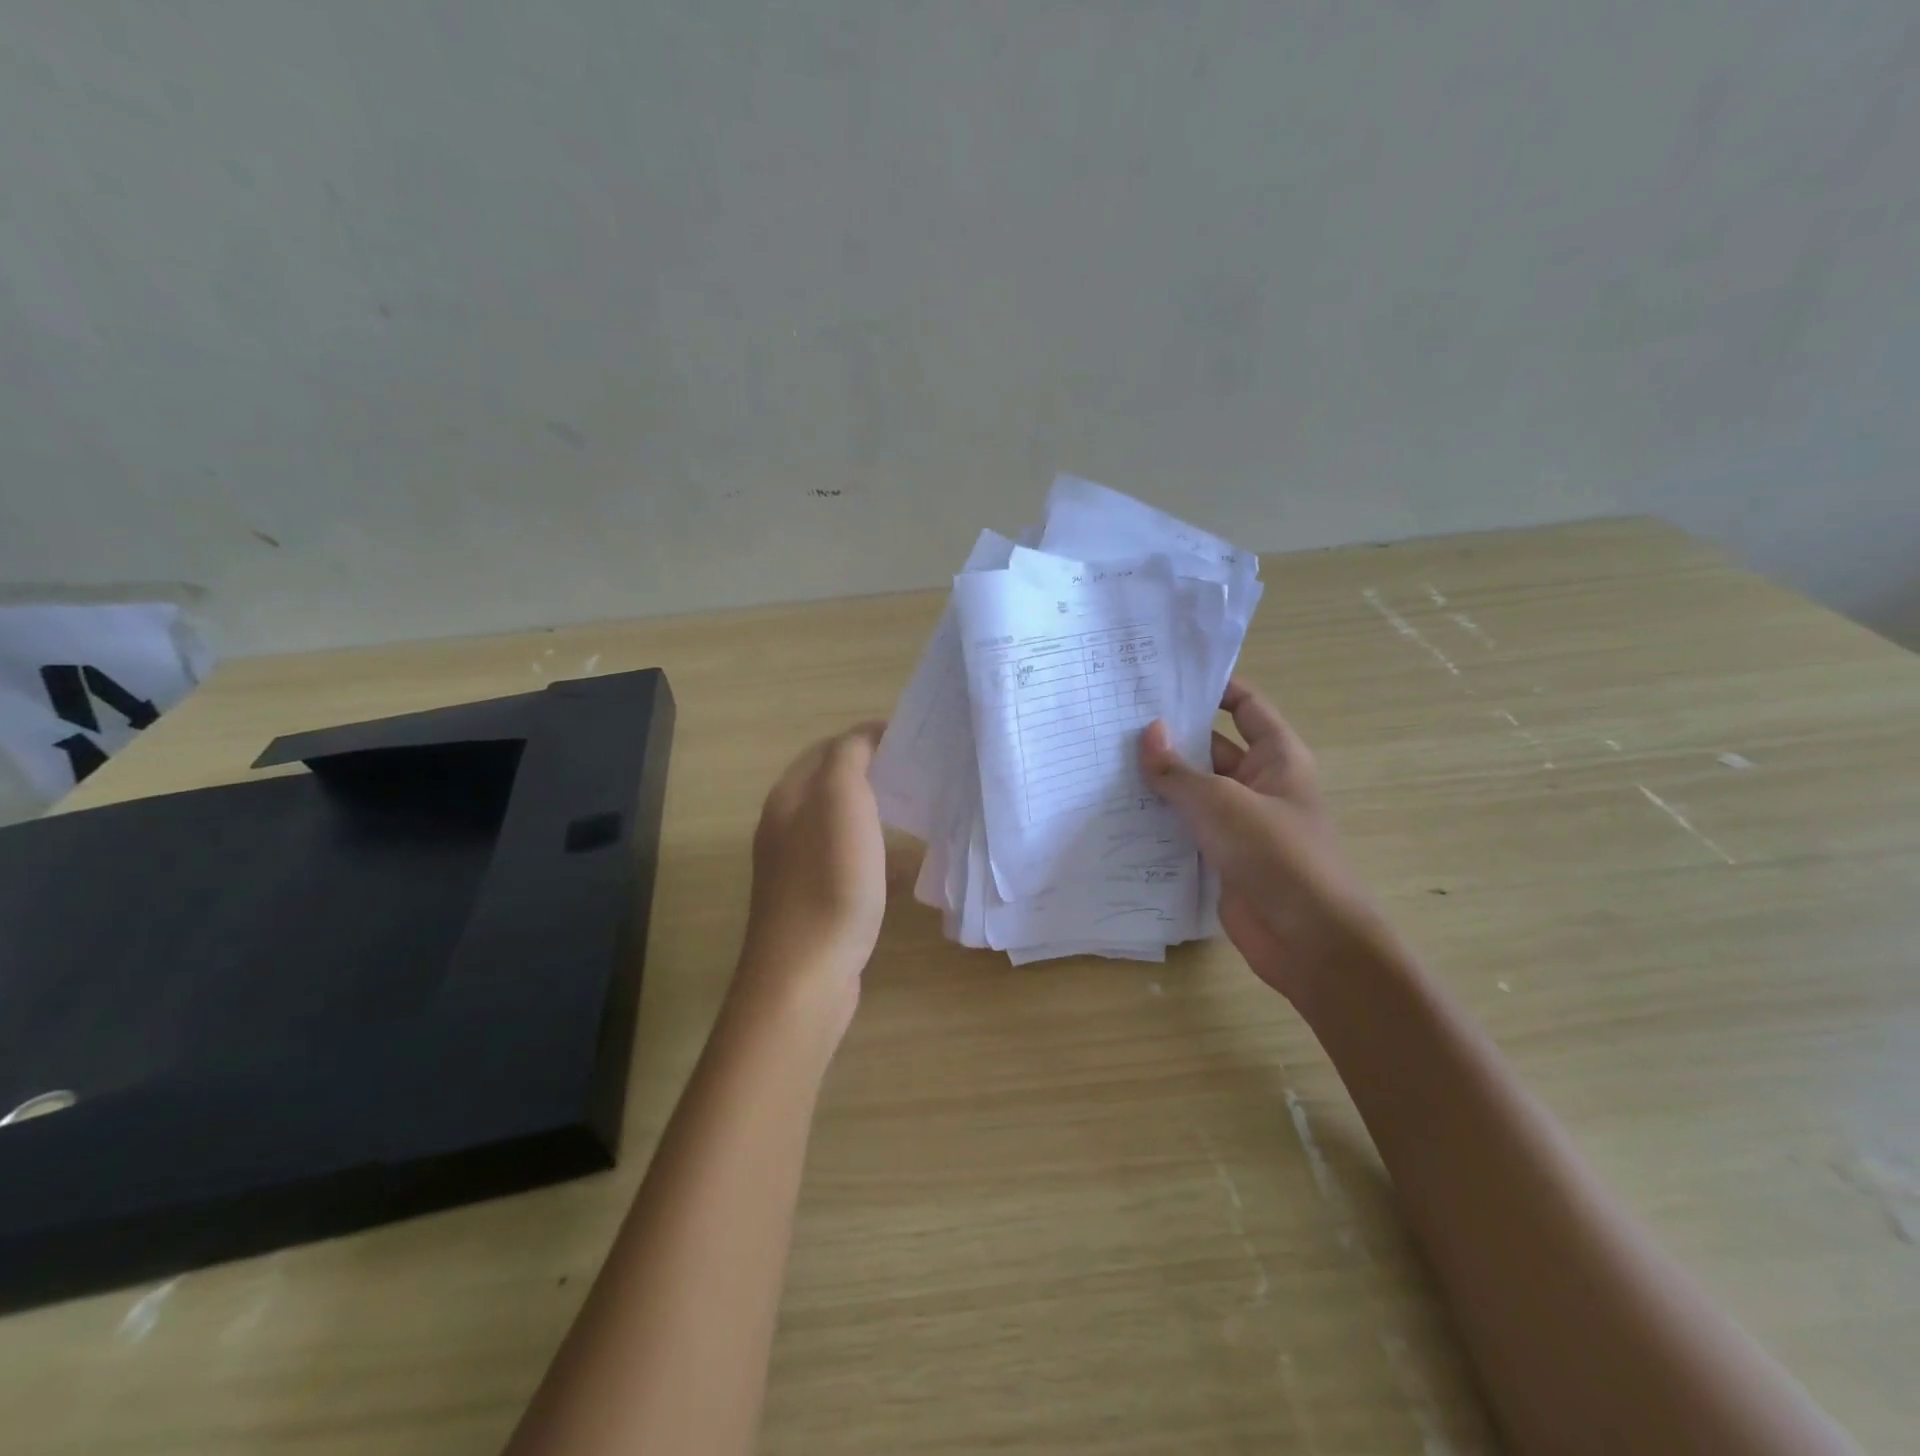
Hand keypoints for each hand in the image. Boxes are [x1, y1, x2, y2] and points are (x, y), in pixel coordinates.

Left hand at [738, 722, 888, 1031]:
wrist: (805, 974)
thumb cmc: (829, 880)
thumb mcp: (841, 801)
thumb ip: (850, 757)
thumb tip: (867, 734)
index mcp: (789, 797)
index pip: (829, 748)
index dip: (869, 738)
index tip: (915, 742)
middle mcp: (786, 826)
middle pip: (832, 785)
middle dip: (874, 773)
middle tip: (920, 774)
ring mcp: (797, 867)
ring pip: (841, 824)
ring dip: (876, 813)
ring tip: (917, 813)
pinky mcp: (814, 901)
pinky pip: (848, 862)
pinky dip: (875, 854)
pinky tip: (903, 868)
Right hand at [1139, 680, 1380, 1006]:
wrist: (1308, 939)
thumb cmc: (1275, 854)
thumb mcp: (1221, 802)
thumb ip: (1178, 769)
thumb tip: (1147, 732)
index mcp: (1277, 757)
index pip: (1245, 706)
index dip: (1214, 688)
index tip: (1165, 680)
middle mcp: (1259, 783)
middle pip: (1211, 747)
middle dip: (1170, 737)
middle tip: (1115, 722)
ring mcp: (1239, 822)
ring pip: (1193, 790)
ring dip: (1159, 781)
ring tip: (1104, 761)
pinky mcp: (1221, 856)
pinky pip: (1185, 828)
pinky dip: (1158, 820)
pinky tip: (1117, 812)